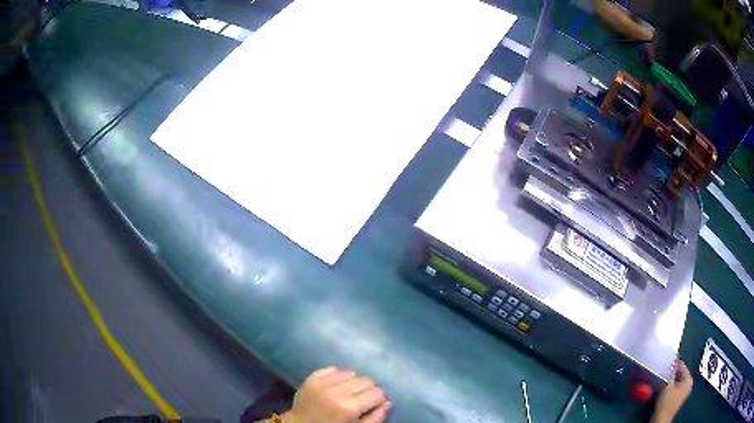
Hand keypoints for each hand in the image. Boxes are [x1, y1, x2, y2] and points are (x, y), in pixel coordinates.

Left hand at [282, 367, 391, 422]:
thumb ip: (376, 418)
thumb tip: (388, 402)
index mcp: (349, 407)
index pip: (377, 392)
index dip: (379, 399)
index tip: (375, 405)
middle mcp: (336, 392)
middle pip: (366, 380)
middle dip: (368, 389)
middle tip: (363, 399)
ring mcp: (322, 383)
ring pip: (351, 373)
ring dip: (354, 382)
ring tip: (349, 392)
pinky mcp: (311, 378)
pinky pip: (332, 369)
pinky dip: (338, 375)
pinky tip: (338, 385)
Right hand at [651, 360, 692, 422]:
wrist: (661, 420)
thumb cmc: (666, 403)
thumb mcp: (668, 386)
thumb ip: (671, 373)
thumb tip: (673, 360)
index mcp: (689, 380)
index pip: (683, 366)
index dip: (676, 363)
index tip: (669, 358)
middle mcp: (689, 385)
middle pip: (681, 374)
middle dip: (674, 371)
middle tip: (666, 368)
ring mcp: (684, 392)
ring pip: (678, 380)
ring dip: (672, 378)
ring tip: (665, 376)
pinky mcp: (678, 398)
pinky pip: (676, 386)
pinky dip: (672, 385)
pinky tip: (666, 386)